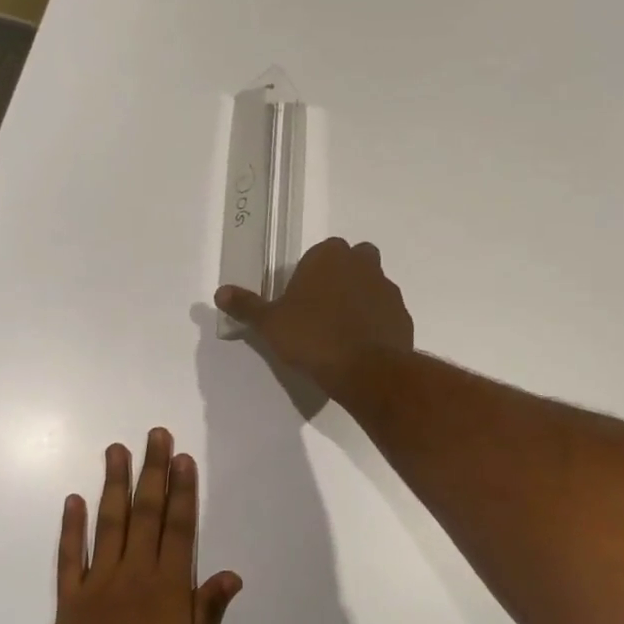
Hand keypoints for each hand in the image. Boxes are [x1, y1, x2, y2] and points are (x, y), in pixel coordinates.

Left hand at [41, 428, 241, 623]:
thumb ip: (208, 608)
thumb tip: (232, 573)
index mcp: (168, 583)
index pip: (179, 527)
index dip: (182, 491)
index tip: (181, 457)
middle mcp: (136, 569)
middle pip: (146, 513)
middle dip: (152, 472)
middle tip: (154, 435)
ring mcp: (101, 578)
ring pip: (110, 523)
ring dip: (114, 484)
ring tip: (116, 450)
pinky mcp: (72, 593)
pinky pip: (71, 554)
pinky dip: (72, 526)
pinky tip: (74, 499)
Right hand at [214, 237, 413, 402]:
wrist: (365, 370)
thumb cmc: (312, 338)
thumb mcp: (271, 324)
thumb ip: (247, 306)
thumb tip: (220, 293)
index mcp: (329, 256)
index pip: (320, 253)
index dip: (311, 274)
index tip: (302, 300)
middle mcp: (363, 263)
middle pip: (353, 261)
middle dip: (341, 277)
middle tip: (323, 309)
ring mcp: (387, 288)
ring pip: (372, 284)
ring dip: (360, 299)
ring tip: (342, 331)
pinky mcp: (402, 314)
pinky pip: (385, 312)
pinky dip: (376, 322)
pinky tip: (361, 345)